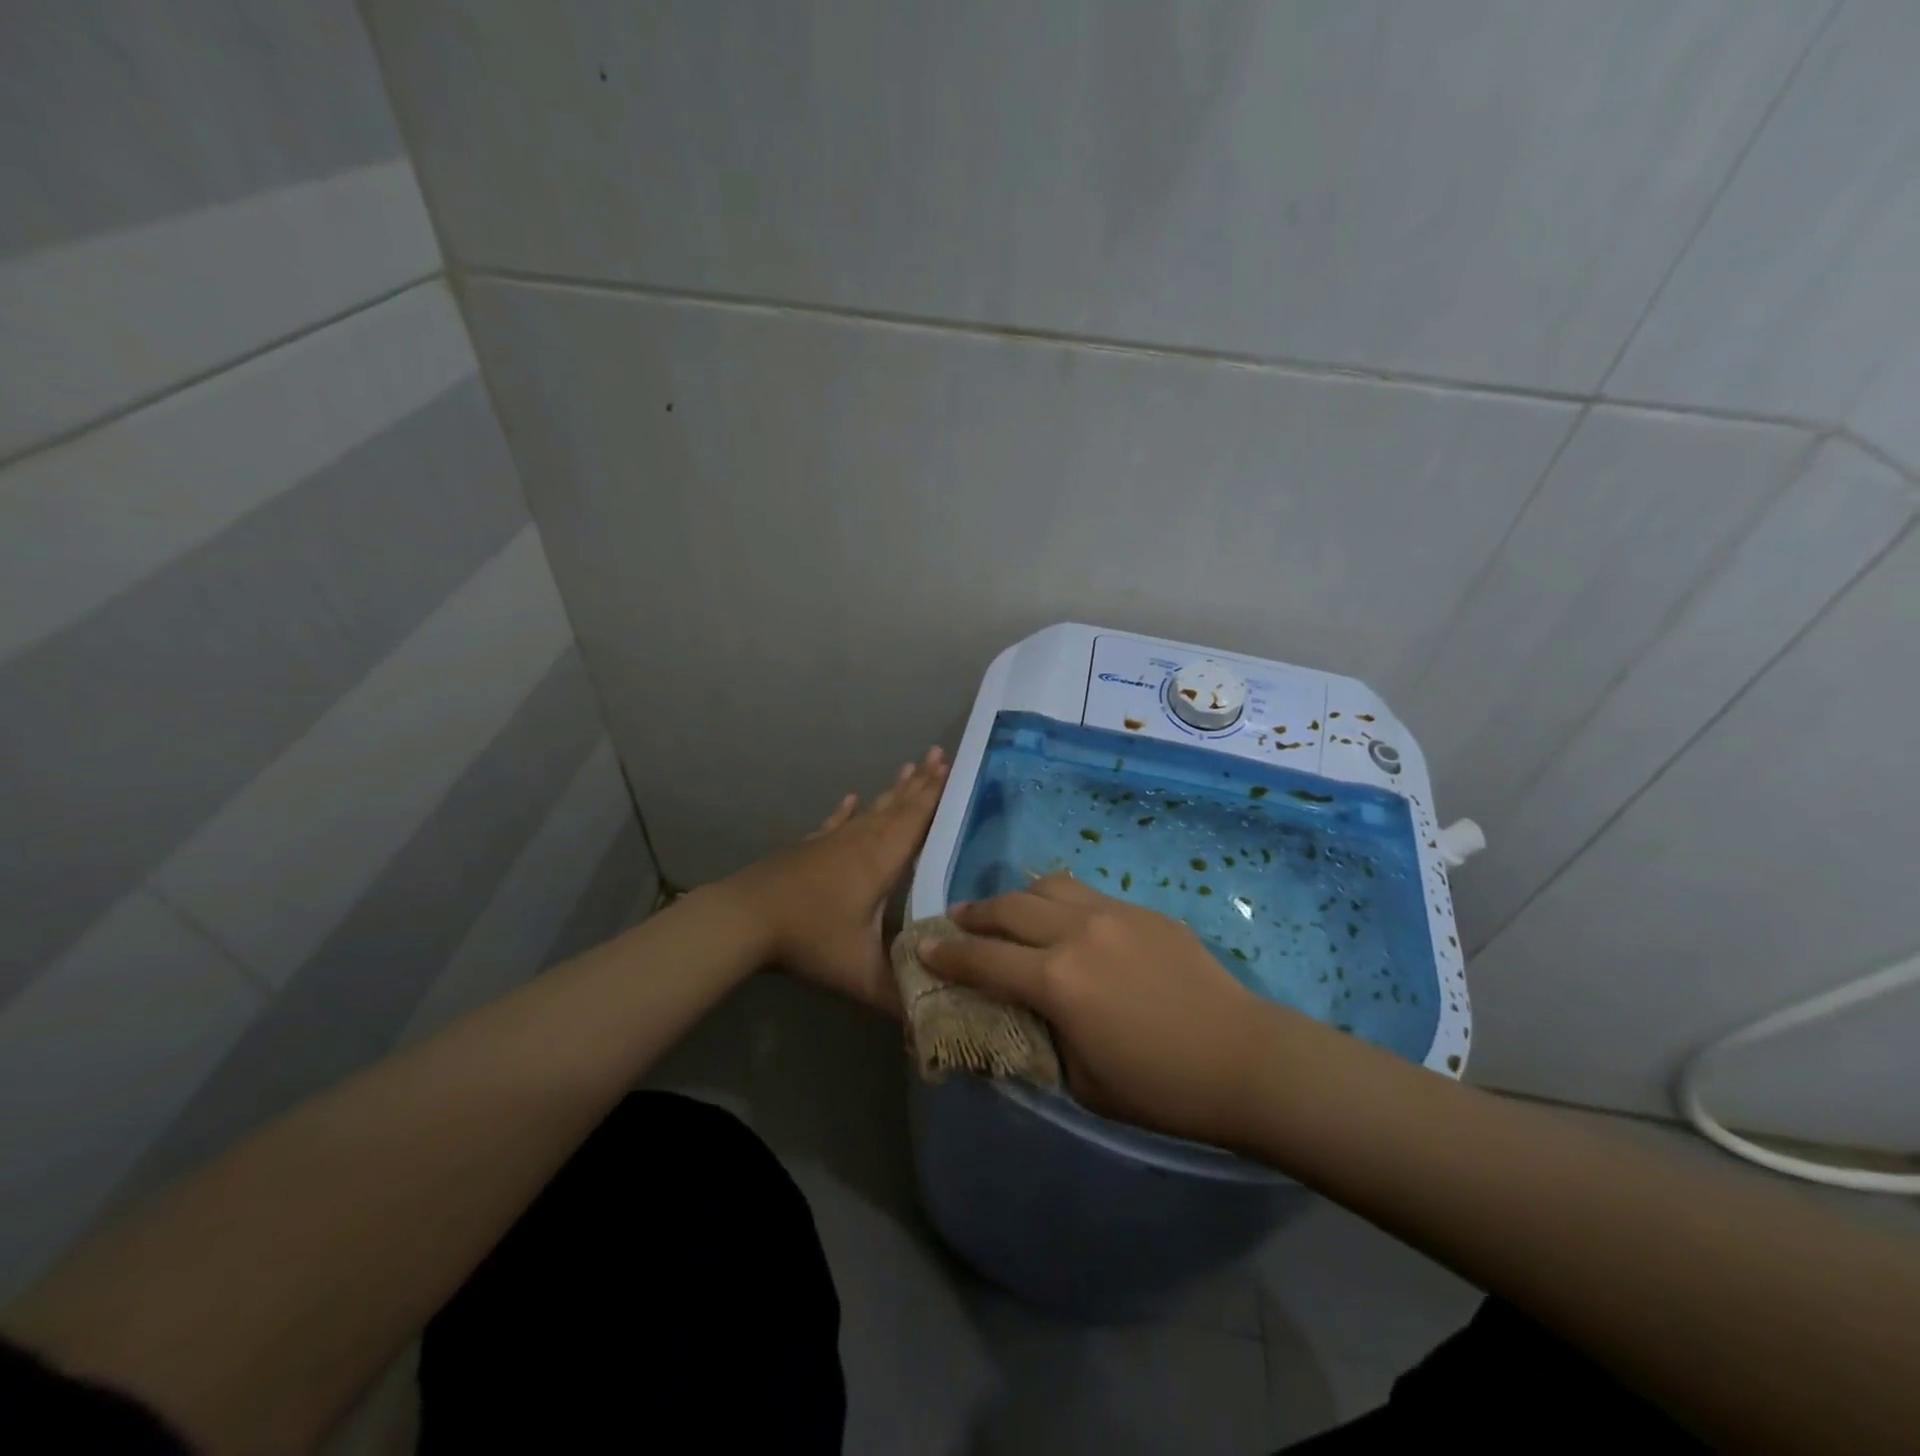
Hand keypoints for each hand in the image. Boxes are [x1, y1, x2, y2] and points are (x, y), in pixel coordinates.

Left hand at [726, 747, 947, 1016]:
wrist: (744, 919)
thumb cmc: (809, 938)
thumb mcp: (859, 974)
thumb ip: (899, 996)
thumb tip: (934, 1020)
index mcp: (882, 860)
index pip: (919, 820)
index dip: (939, 795)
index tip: (957, 767)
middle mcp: (862, 841)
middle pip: (899, 805)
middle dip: (924, 782)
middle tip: (942, 754)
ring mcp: (833, 841)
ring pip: (872, 809)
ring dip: (894, 790)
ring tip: (911, 766)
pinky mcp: (809, 848)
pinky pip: (836, 822)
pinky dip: (847, 810)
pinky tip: (851, 798)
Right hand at [921, 872, 1295, 1145]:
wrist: (1244, 1058)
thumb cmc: (1160, 1087)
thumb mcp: (1082, 1082)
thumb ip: (1041, 1041)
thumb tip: (1018, 1019)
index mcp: (1057, 980)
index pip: (984, 959)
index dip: (947, 953)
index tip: (923, 946)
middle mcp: (1077, 933)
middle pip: (1009, 908)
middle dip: (975, 915)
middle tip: (958, 922)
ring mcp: (1113, 913)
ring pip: (1048, 886)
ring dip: (1017, 898)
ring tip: (1008, 913)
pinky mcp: (1142, 911)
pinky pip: (1086, 894)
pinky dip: (1059, 901)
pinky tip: (1065, 921)